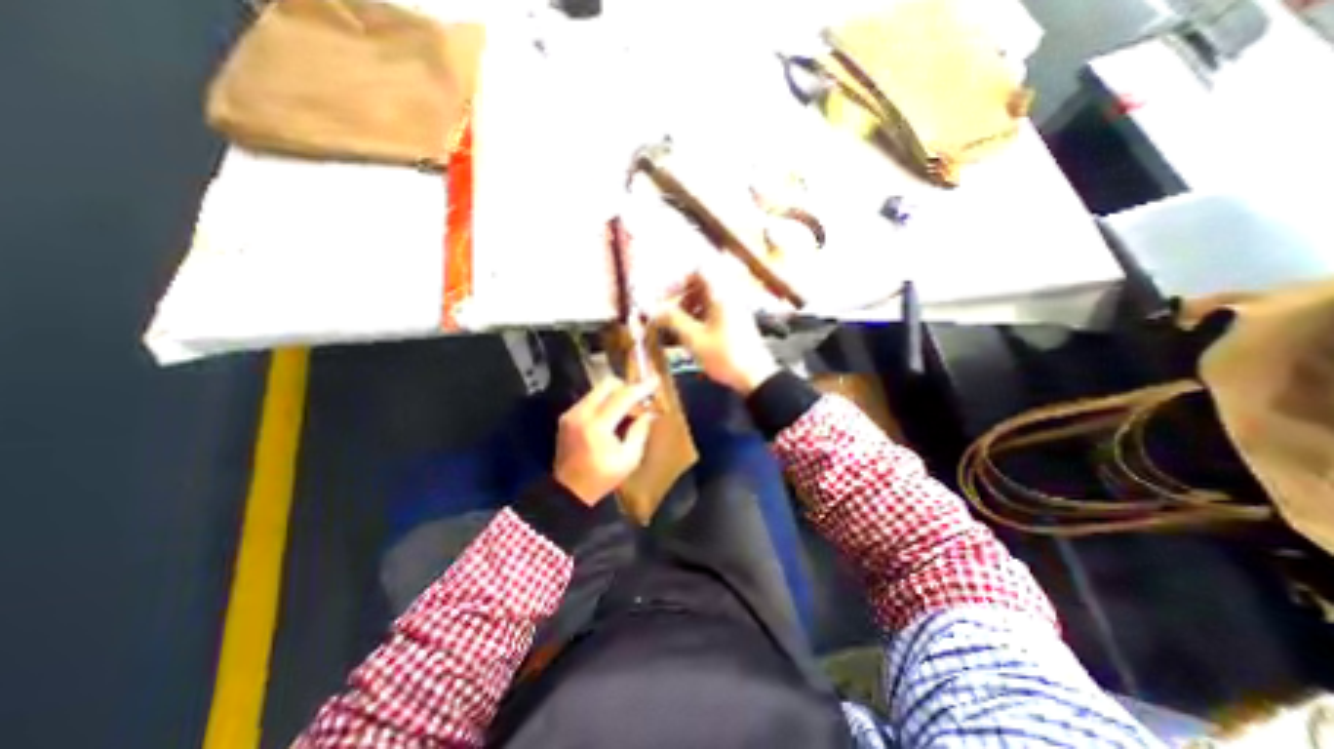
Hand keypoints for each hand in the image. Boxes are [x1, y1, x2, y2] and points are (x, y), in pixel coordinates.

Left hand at [550, 377, 656, 505]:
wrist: (569, 491)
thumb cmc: (602, 478)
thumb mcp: (629, 459)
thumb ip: (640, 431)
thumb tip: (649, 413)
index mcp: (597, 426)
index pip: (622, 397)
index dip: (641, 388)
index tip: (654, 381)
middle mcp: (581, 414)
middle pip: (607, 384)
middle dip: (626, 387)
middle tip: (639, 399)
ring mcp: (571, 413)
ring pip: (598, 389)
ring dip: (615, 394)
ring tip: (626, 409)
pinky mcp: (567, 416)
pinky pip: (590, 399)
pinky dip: (604, 401)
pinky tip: (612, 416)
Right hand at [659, 269, 783, 396]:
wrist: (755, 378)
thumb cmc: (725, 355)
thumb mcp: (694, 338)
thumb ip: (673, 320)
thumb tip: (653, 309)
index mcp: (720, 294)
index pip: (697, 271)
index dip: (677, 281)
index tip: (663, 298)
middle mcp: (728, 297)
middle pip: (699, 287)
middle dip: (680, 300)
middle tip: (667, 317)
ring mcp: (733, 310)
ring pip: (705, 302)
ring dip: (687, 312)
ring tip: (675, 331)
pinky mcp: (734, 324)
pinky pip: (712, 314)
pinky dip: (698, 321)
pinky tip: (689, 339)